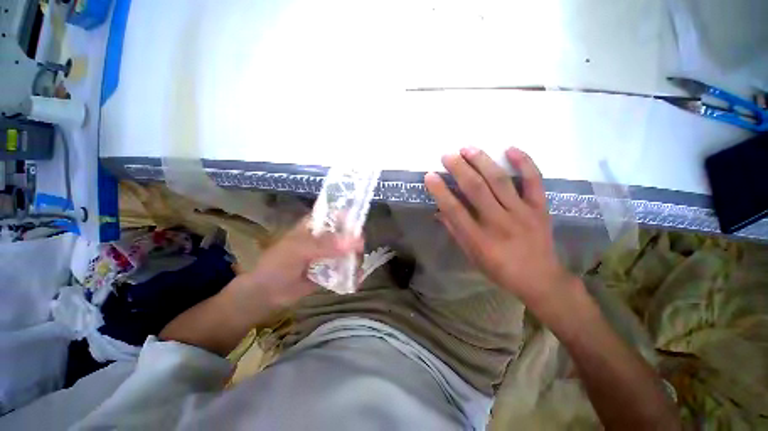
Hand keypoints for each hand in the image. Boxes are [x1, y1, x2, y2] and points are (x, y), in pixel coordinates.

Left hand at [233, 219, 362, 310]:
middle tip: (360, 250)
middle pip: (346, 233)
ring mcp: (329, 252)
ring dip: (355, 257)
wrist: (268, 293)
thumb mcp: (299, 250)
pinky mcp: (332, 267)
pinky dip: (353, 271)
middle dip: (355, 240)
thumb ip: (325, 245)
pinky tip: (357, 277)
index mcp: (316, 224)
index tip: (361, 226)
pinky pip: (346, 266)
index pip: (337, 214)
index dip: (350, 217)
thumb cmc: (278, 264)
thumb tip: (354, 241)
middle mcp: (325, 236)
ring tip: (358, 267)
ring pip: (348, 250)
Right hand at [424, 147, 573, 305]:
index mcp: (479, 239)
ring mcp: (522, 213)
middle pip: (475, 189)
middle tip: (447, 156)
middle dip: (459, 169)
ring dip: (482, 161)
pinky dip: (524, 162)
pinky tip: (510, 149)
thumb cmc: (499, 270)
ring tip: (467, 148)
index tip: (430, 176)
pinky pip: (534, 181)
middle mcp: (499, 223)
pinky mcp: (540, 208)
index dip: (440, 191)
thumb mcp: (471, 256)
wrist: (540, 279)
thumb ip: (455, 232)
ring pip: (499, 181)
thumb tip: (440, 211)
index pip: (454, 210)